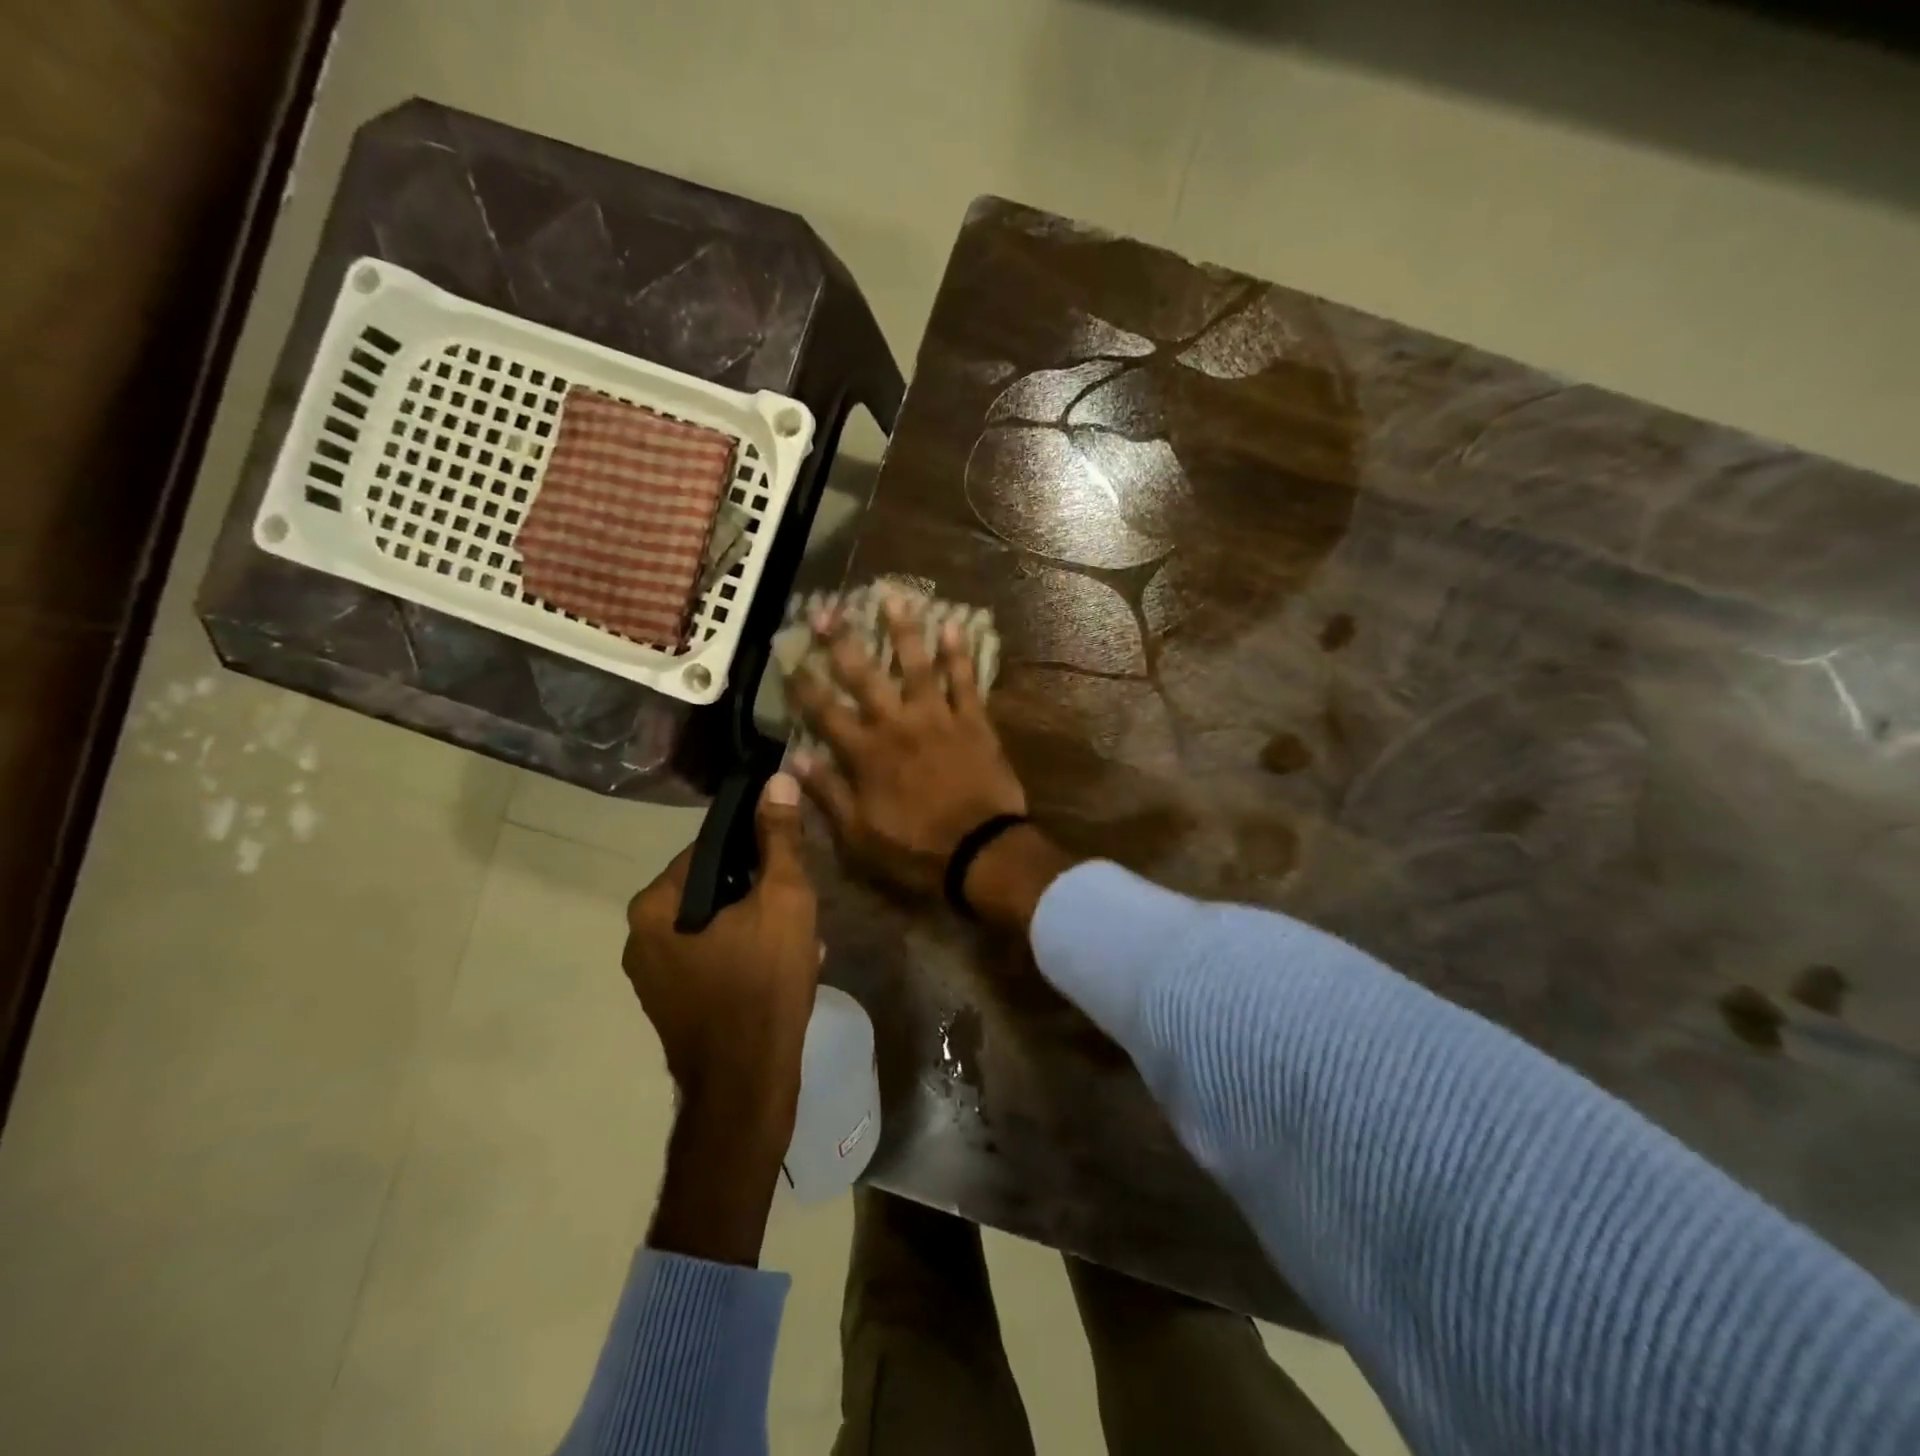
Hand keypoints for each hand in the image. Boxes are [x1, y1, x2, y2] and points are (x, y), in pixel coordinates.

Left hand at [624, 772, 819, 1122]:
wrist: (748, 1087)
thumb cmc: (763, 985)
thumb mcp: (784, 900)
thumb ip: (780, 838)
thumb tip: (778, 779)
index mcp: (655, 906)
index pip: (710, 849)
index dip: (757, 850)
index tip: (792, 867)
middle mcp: (641, 938)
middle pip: (715, 889)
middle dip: (762, 894)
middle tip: (801, 910)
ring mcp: (654, 977)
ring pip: (717, 926)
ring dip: (760, 925)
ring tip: (802, 942)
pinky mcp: (673, 1005)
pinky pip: (714, 959)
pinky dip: (747, 955)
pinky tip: (786, 969)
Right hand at [788, 593, 1027, 898]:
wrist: (981, 853)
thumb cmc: (915, 850)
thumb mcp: (858, 836)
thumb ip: (827, 794)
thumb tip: (793, 761)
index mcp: (866, 754)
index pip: (825, 711)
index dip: (804, 683)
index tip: (788, 654)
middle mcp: (897, 725)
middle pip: (865, 676)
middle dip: (843, 641)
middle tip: (827, 608)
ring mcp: (938, 719)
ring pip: (917, 666)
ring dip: (904, 630)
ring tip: (893, 596)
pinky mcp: (974, 722)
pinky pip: (966, 681)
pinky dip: (959, 654)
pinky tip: (954, 625)